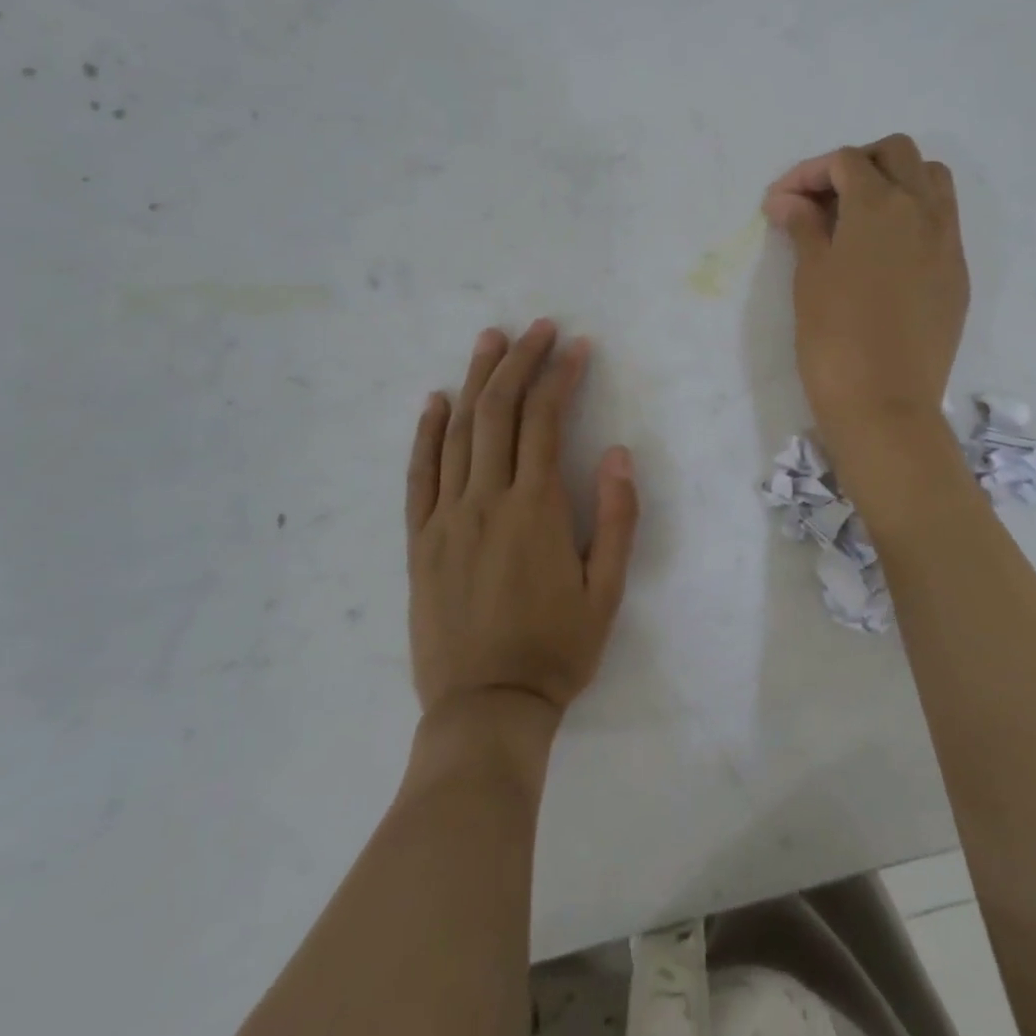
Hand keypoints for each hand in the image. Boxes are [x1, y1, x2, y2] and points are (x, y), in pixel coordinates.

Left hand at [406, 321, 639, 719]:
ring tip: (489, 341)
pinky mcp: (419, 540)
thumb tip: (616, 453)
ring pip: (458, 433)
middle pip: (499, 412)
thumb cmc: (556, 650)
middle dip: (519, 362)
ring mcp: (445, 518)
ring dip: (475, 381)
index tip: (576, 347)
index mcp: (535, 509)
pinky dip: (426, 433)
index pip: (545, 422)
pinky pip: (419, 475)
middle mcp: (485, 501)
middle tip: (534, 328)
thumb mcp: (607, 591)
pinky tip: (434, 402)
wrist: (485, 707)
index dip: (561, 377)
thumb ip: (615, 518)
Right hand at [762, 134, 968, 459]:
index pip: (846, 161)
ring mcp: (948, 241)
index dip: (808, 173)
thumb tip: (787, 200)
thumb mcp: (810, 275)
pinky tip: (886, 252)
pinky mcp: (957, 273)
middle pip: (896, 154)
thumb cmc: (834, 336)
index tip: (782, 202)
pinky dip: (914, 217)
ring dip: (895, 182)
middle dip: (857, 164)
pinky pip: (942, 222)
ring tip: (861, 216)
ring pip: (931, 180)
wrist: (885, 402)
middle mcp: (922, 210)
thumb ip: (804, 227)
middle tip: (824, 199)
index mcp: (880, 204)